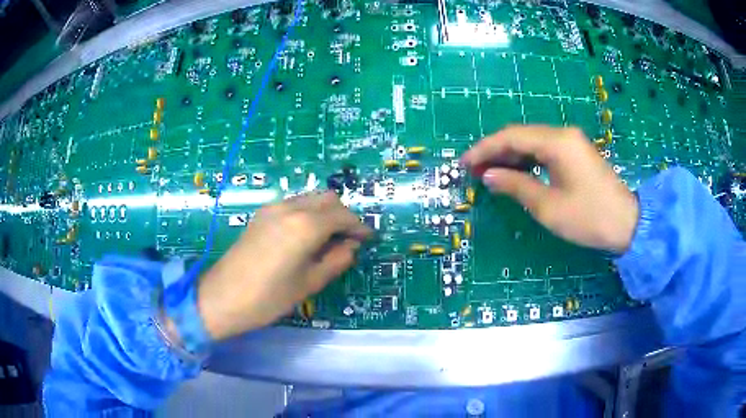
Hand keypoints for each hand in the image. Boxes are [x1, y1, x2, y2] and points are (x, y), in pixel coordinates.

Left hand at [196, 191, 371, 339]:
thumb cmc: (269, 298)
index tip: (369, 239)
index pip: (343, 215)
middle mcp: (291, 208)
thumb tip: (351, 246)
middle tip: (349, 240)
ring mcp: (273, 208)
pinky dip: (308, 213)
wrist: (222, 297)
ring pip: (310, 198)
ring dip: (325, 212)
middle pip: (328, 199)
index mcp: (306, 225)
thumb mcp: (309, 283)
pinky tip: (305, 236)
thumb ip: (336, 260)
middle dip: (344, 215)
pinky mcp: (261, 214)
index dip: (359, 227)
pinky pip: (294, 204)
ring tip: (328, 239)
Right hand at [461, 125, 638, 252]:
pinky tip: (515, 173)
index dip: (485, 149)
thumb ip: (516, 186)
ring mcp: (571, 143)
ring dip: (510, 156)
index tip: (464, 163)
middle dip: (495, 152)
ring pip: (532, 143)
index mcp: (556, 142)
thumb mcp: (548, 206)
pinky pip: (544, 151)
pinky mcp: (575, 154)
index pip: (511, 137)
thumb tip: (489, 176)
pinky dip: (527, 161)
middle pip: (521, 136)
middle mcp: (563, 135)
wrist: (627, 223)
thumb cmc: (588, 217)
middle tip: (474, 170)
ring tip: (489, 173)